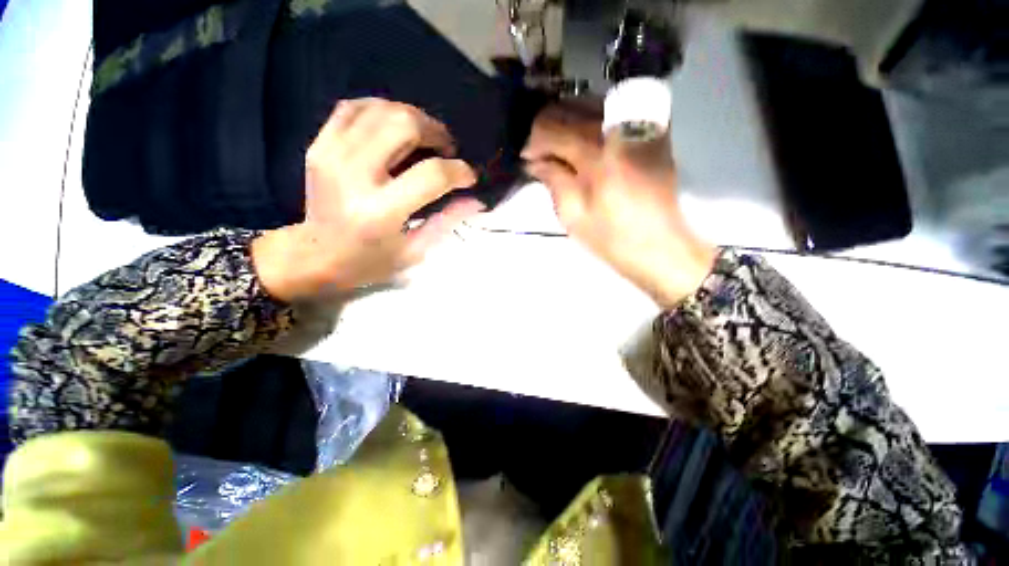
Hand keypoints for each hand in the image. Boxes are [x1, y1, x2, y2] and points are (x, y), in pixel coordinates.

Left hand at [253, 98, 481, 301]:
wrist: (315, 254)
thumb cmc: (370, 261)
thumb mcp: (415, 251)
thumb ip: (446, 222)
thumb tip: (475, 200)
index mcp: (381, 211)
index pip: (432, 175)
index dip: (458, 170)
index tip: (468, 176)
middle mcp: (355, 175)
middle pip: (404, 126)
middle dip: (436, 132)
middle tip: (446, 149)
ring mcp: (332, 154)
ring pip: (381, 110)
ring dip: (413, 118)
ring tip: (425, 137)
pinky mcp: (319, 145)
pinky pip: (354, 107)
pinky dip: (381, 109)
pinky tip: (394, 126)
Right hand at [521, 101, 716, 307]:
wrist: (659, 246)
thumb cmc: (612, 238)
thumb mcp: (573, 216)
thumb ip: (553, 181)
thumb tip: (536, 162)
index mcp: (596, 155)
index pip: (552, 129)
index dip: (532, 142)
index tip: (526, 160)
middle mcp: (617, 129)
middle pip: (570, 109)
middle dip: (546, 128)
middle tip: (538, 154)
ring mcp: (639, 126)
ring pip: (591, 103)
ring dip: (567, 120)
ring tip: (558, 147)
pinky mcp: (652, 133)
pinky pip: (616, 108)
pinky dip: (593, 118)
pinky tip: (585, 138)